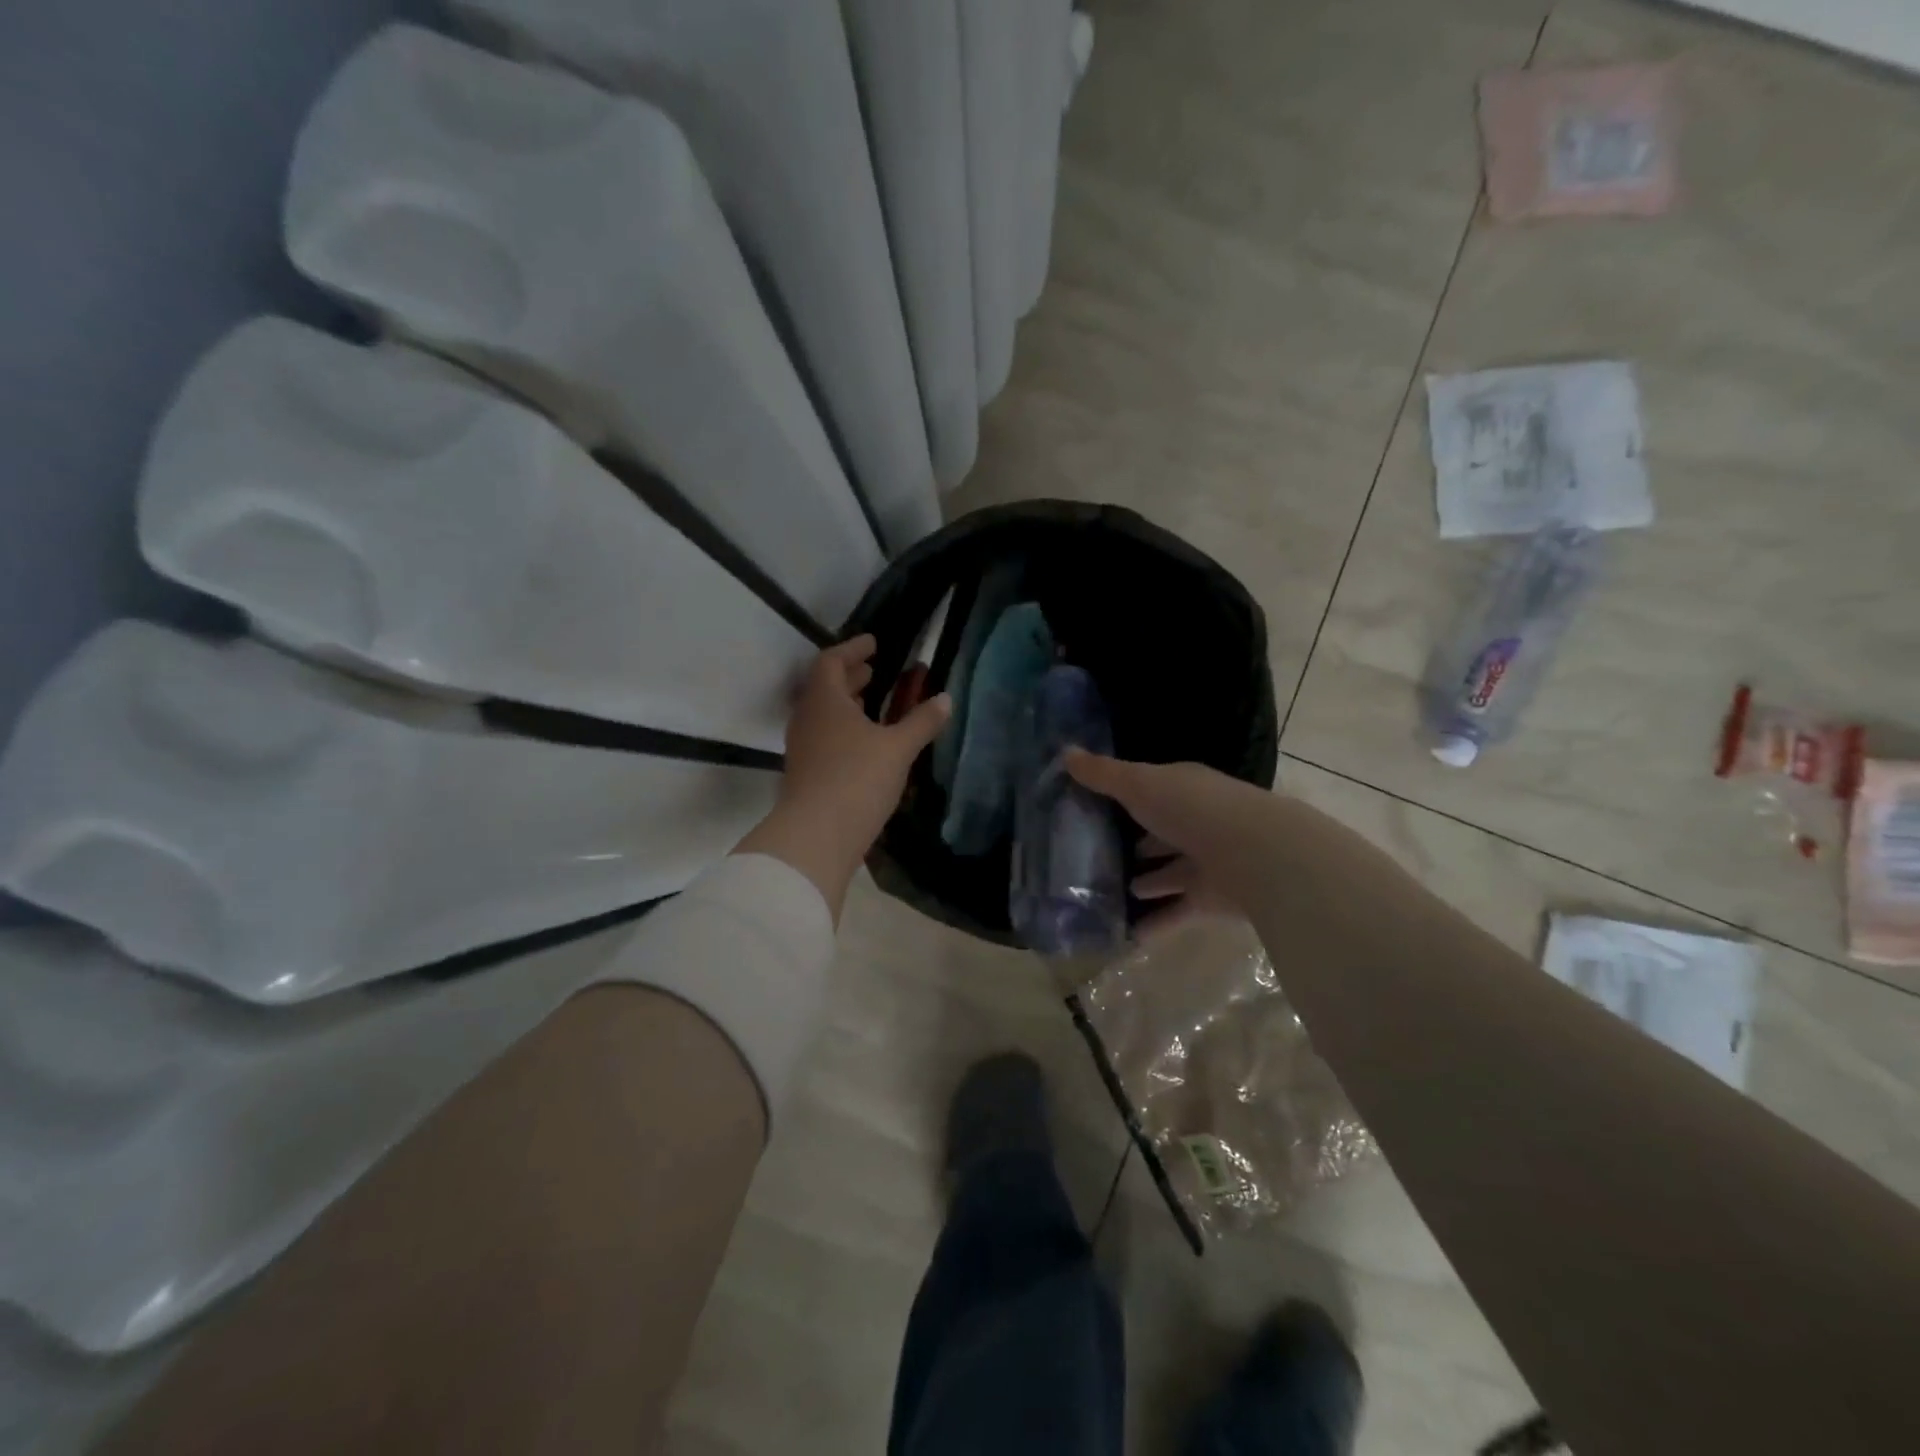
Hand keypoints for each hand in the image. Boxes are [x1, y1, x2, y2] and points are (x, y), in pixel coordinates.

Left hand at [737, 636, 950, 919]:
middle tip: (876, 670)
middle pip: (824, 686)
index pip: (831, 661)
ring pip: (823, 713)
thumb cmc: (857, 779)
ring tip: (873, 702)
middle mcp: (807, 718)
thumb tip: (946, 699)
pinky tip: (866, 742)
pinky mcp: (806, 772)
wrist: (816, 836)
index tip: (875, 643)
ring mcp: (803, 747)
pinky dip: (844, 728)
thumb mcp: (898, 748)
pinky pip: (825, 736)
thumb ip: (922, 722)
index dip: (853, 649)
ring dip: (847, 703)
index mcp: (824, 700)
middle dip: (850, 675)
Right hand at [1065, 751, 1275, 937]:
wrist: (1256, 855)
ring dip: (1147, 882)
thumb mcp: (1139, 784)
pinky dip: (1154, 923)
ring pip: (1170, 874)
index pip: (1152, 791)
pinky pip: (1176, 912)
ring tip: (1111, 893)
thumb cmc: (1193, 809)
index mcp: (1184, 790)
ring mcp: (1206, 863)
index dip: (1127, 798)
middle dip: (1138, 844)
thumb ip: (1103, 774)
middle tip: (1099, 857)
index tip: (1095, 809)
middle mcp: (1197, 823)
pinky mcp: (1210, 900)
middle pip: (1162, 833)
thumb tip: (1065, 752)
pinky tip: (1125, 933)